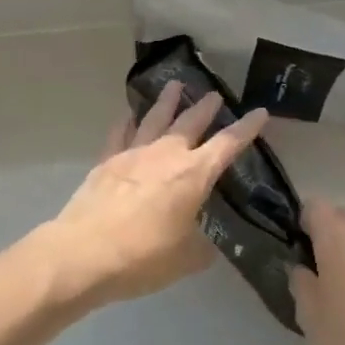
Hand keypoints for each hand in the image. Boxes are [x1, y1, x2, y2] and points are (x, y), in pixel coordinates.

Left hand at [44, 81, 269, 307]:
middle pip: (190, 122)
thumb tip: (206, 243)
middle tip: (215, 93)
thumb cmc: (144, 257)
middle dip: (205, 107)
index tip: (260, 112)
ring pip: (155, 118)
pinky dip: (127, 121)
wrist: (84, 254)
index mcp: (193, 175)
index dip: (246, 128)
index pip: (227, 145)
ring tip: (175, 85)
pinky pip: (120, 133)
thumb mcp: (186, 259)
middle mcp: (166, 154)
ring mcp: (133, 153)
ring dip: (167, 101)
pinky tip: (128, 114)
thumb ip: (201, 247)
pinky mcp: (106, 161)